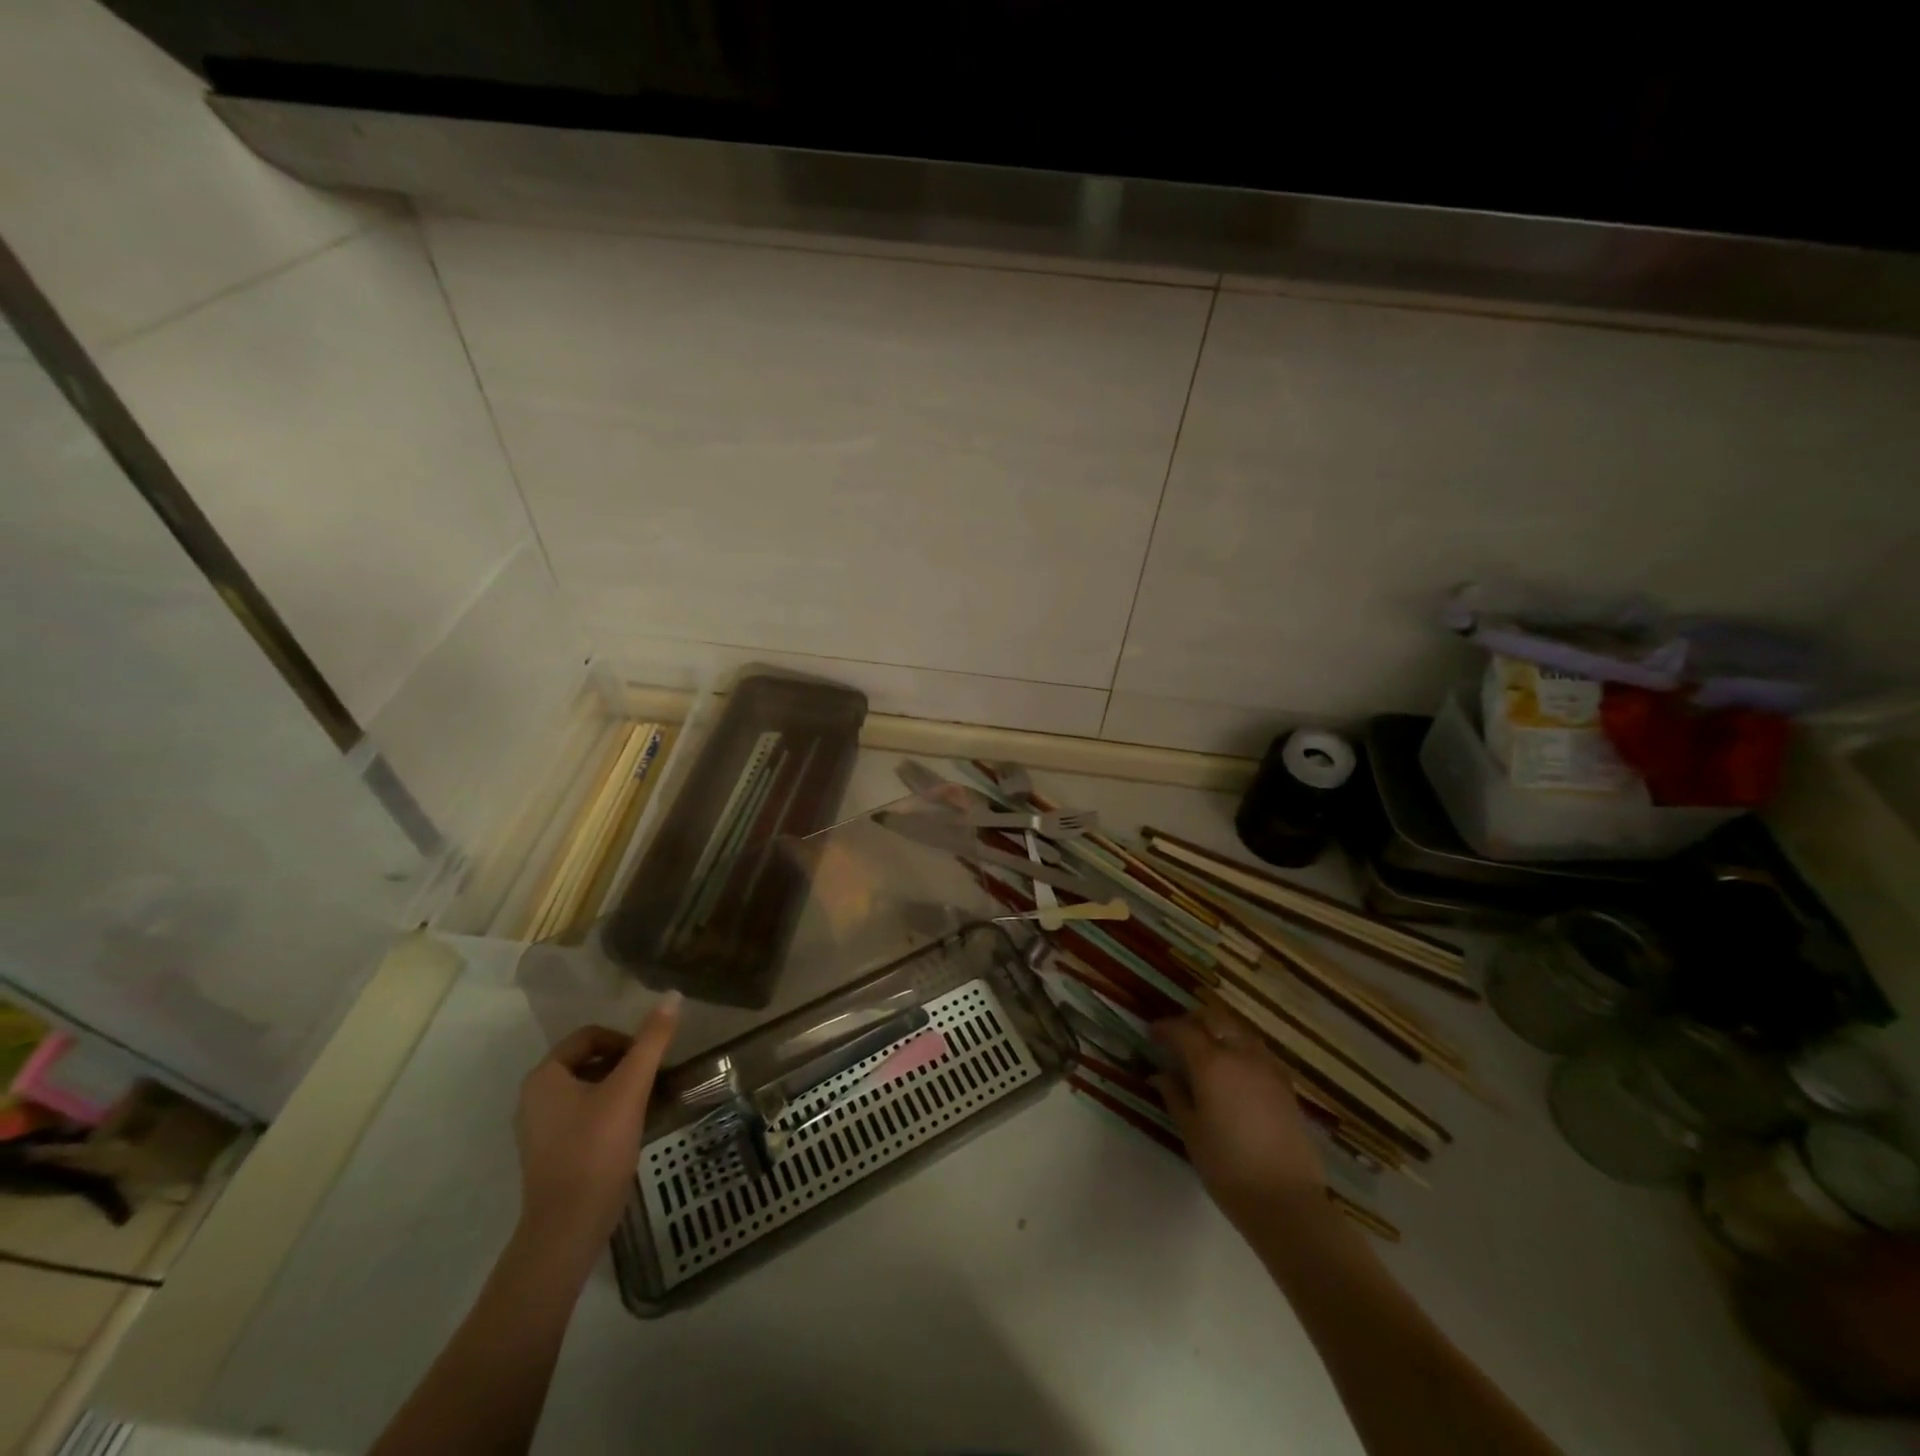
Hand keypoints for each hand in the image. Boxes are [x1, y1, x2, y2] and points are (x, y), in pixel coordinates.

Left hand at [514, 994, 680, 1269]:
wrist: (568, 1227)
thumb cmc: (596, 1148)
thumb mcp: (630, 1088)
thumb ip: (652, 1041)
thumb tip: (673, 995)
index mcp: (545, 1076)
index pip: (590, 1036)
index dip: (624, 1040)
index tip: (650, 1060)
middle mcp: (534, 1097)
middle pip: (587, 1061)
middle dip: (623, 1065)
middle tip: (651, 1080)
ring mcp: (538, 1128)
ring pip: (586, 1090)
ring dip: (617, 1089)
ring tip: (645, 1103)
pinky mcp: (549, 1153)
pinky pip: (581, 1115)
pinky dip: (606, 1112)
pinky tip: (629, 1129)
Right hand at [1152, 999, 1327, 1234]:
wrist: (1286, 1201)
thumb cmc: (1228, 1168)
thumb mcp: (1191, 1132)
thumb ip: (1174, 1096)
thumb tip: (1160, 1075)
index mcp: (1211, 1063)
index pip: (1182, 1030)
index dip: (1164, 1028)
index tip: (1151, 1034)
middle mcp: (1240, 1054)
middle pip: (1214, 1019)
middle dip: (1192, 1021)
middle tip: (1177, 1038)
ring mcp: (1267, 1067)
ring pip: (1238, 1031)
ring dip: (1218, 1032)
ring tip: (1205, 1052)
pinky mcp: (1286, 1084)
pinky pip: (1257, 1050)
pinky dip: (1239, 1049)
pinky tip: (1233, 1072)